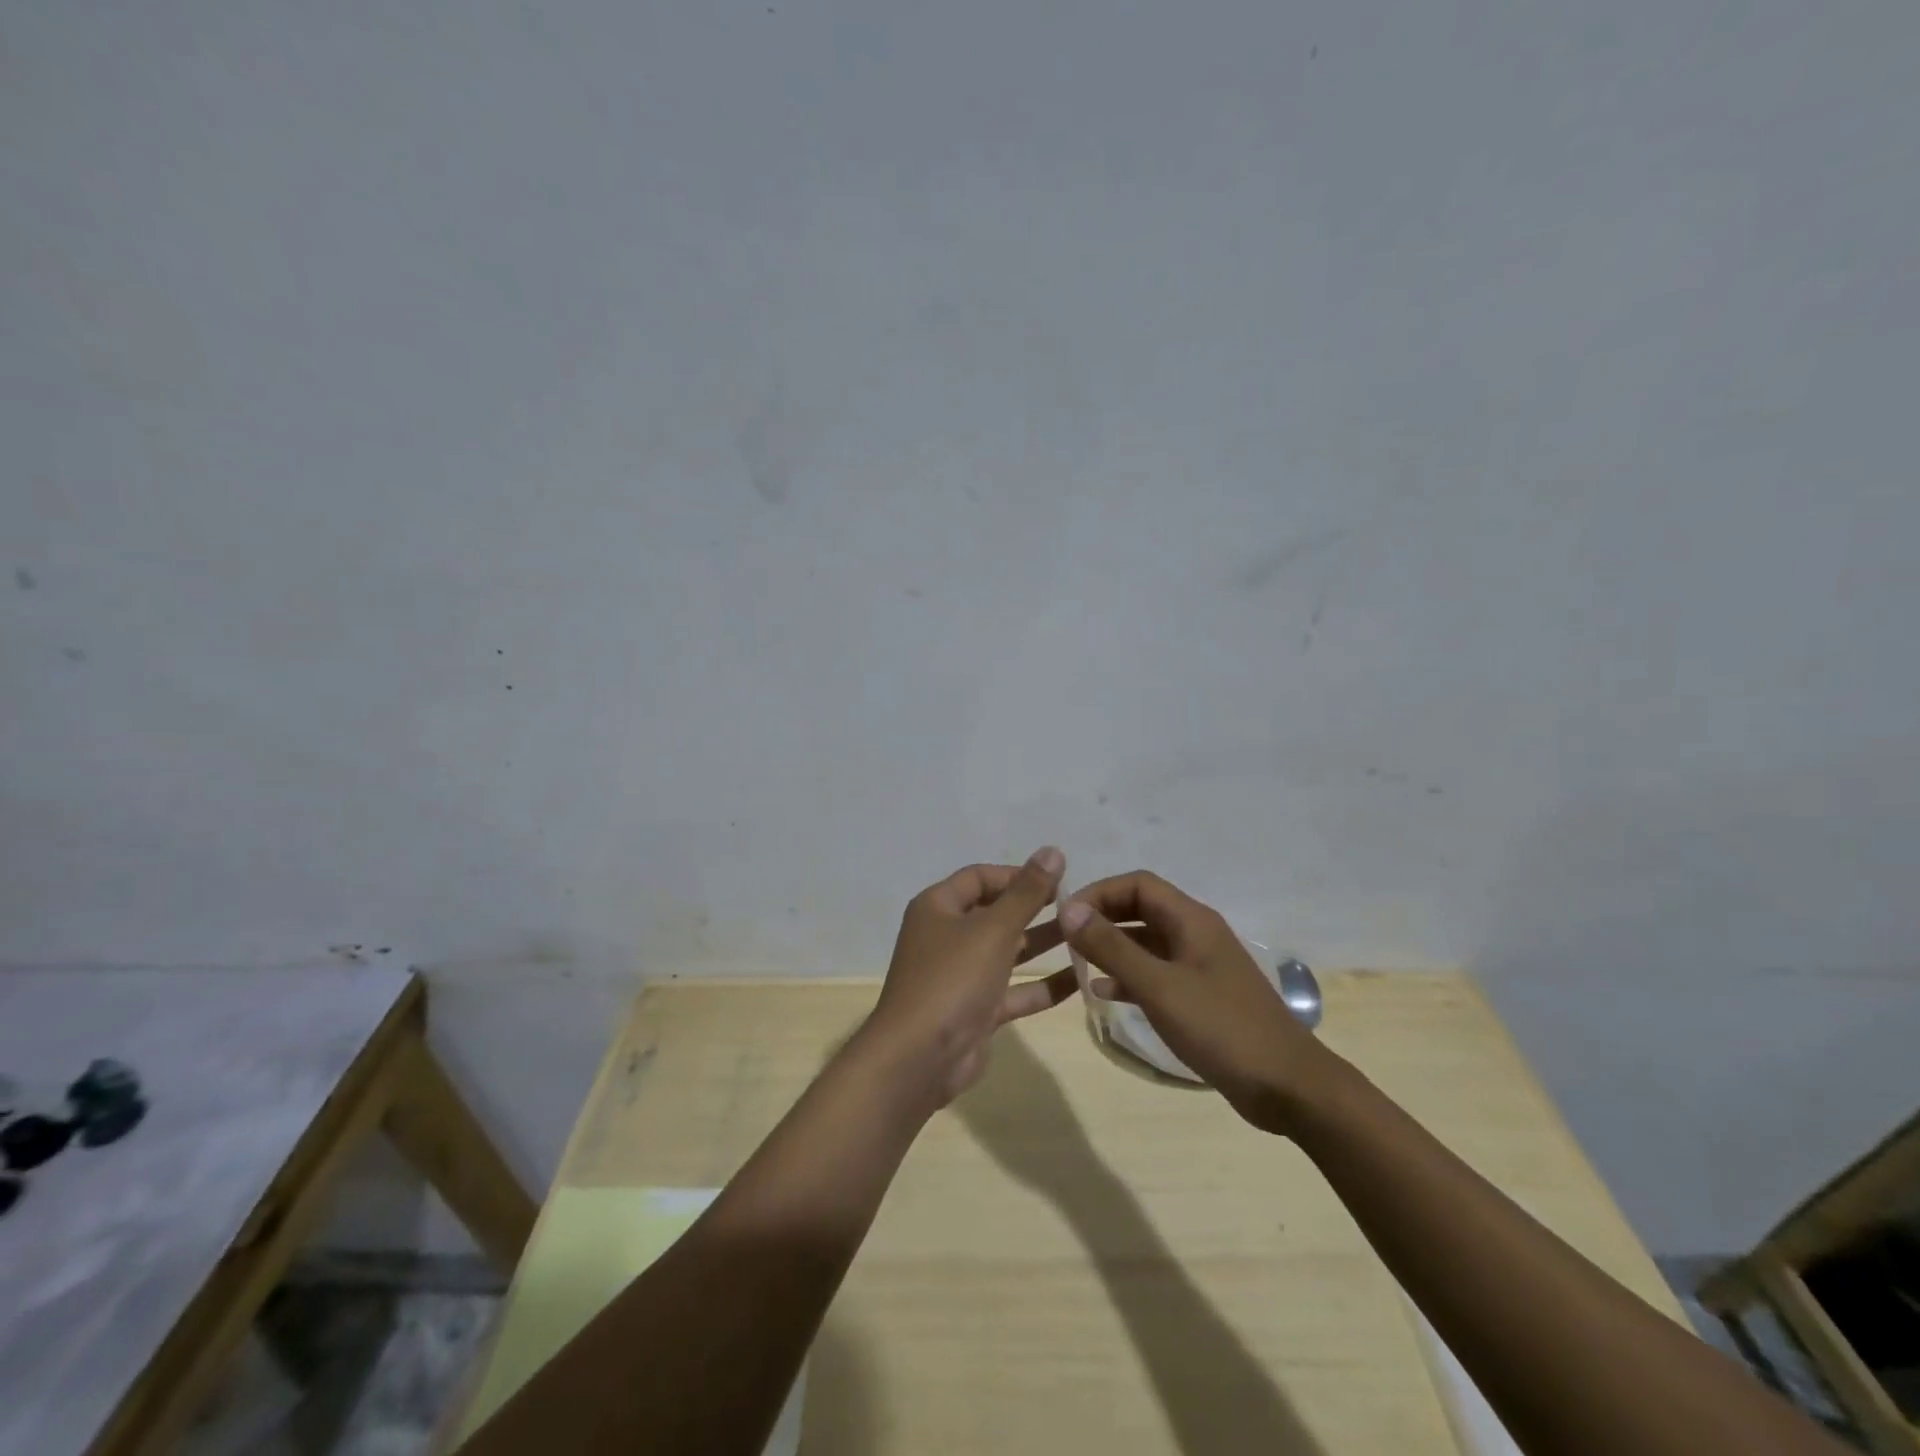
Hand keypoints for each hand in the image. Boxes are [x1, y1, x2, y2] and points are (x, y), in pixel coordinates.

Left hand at [864, 847, 1077, 1107]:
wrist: (919, 1059)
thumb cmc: (952, 978)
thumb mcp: (994, 929)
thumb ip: (1027, 892)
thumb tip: (1053, 850)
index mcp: (937, 907)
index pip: (979, 878)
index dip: (1017, 875)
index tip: (1058, 879)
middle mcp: (946, 937)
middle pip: (994, 913)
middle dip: (1033, 908)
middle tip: (1077, 906)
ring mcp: (960, 976)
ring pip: (1006, 952)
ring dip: (1041, 944)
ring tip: (1086, 935)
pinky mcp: (975, 1011)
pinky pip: (1013, 990)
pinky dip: (1041, 985)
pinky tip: (1080, 979)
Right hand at [1058, 871, 1335, 1133]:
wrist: (1288, 1087)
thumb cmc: (1222, 1029)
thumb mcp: (1159, 987)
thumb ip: (1112, 947)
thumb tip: (1068, 909)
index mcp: (1192, 920)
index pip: (1137, 884)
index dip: (1099, 893)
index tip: (1065, 917)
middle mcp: (1197, 933)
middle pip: (1142, 908)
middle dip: (1103, 918)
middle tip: (1067, 940)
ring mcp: (1201, 965)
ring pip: (1147, 942)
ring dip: (1113, 947)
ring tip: (1077, 964)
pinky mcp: (1202, 995)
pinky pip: (1157, 972)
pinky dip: (1129, 976)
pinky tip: (1105, 993)